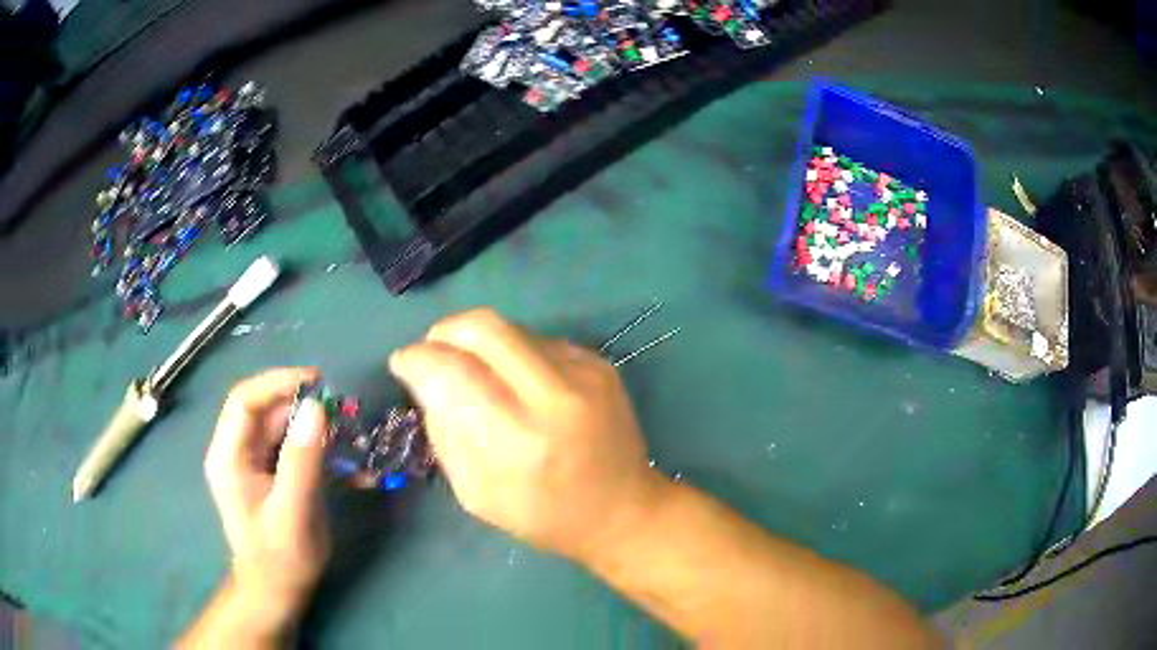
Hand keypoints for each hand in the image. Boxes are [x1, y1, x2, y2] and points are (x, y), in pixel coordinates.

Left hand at [203, 368, 330, 617]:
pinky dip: (314, 444)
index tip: (318, 383)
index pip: (245, 401)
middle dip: (301, 405)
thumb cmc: (280, 559)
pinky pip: (290, 446)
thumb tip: (317, 407)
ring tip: (346, 431)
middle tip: (342, 410)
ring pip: (280, 426)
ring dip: (312, 424)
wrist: (276, 593)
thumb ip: (302, 460)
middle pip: (265, 411)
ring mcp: (251, 462)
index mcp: (228, 456)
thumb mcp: (293, 512)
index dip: (278, 383)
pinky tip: (340, 453)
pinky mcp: (268, 473)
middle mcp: (235, 451)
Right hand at [389, 308, 668, 563]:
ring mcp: (584, 373)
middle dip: (444, 332)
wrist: (623, 510)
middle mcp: (554, 396)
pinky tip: (517, 382)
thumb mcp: (476, 493)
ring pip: (510, 328)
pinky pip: (538, 340)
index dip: (417, 359)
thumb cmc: (544, 516)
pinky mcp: (600, 362)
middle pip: (483, 328)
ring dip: (478, 342)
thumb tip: (424, 378)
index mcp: (518, 441)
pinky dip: (513, 353)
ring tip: (476, 372)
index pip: (452, 373)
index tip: (403, 363)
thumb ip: (444, 432)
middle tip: (433, 351)